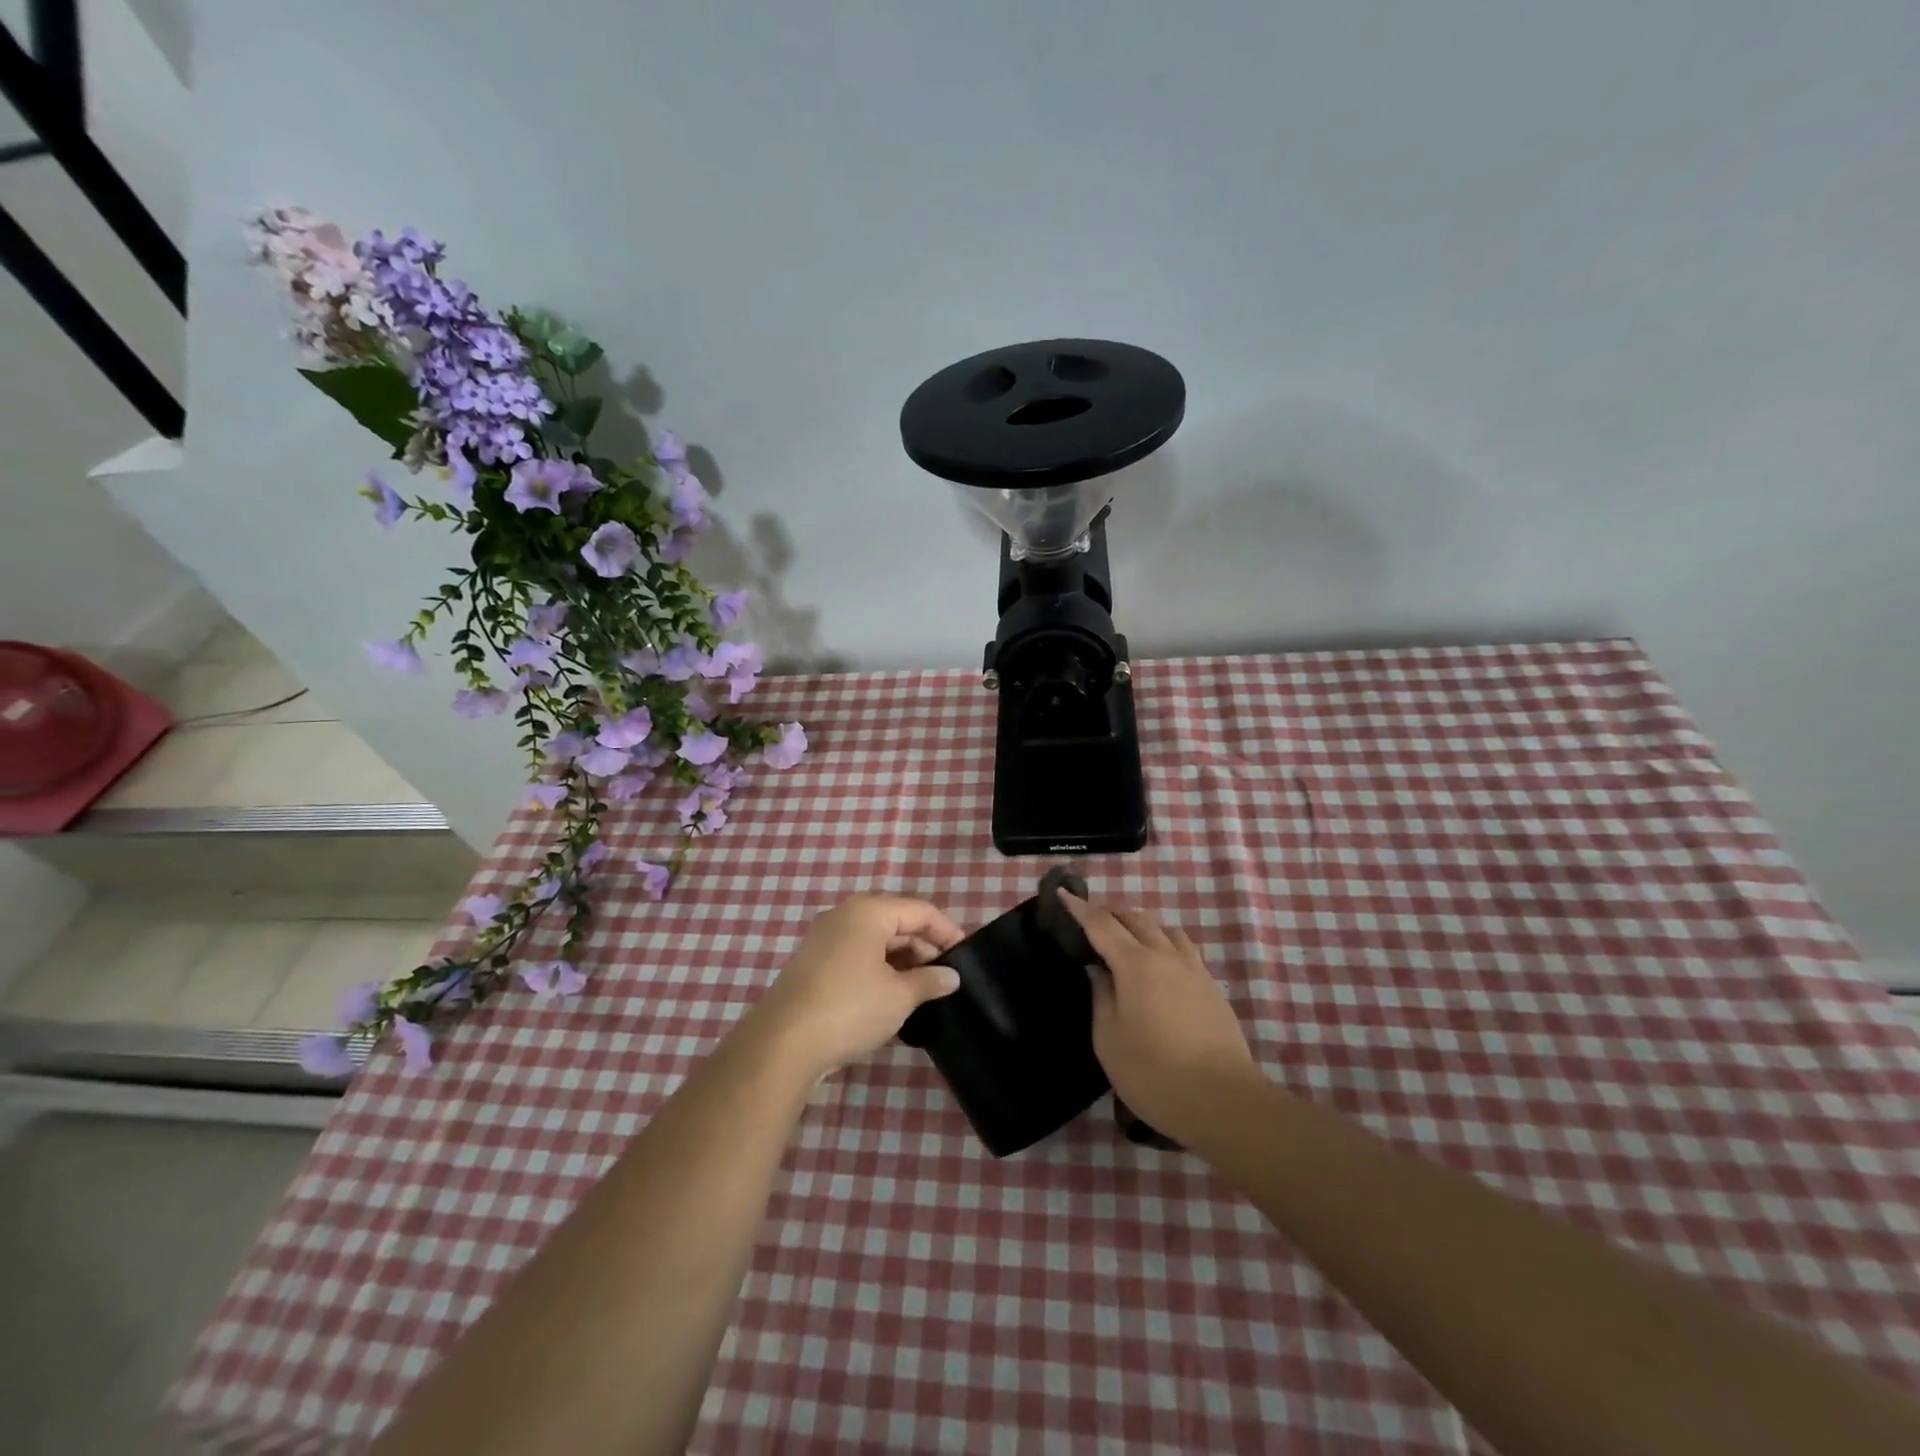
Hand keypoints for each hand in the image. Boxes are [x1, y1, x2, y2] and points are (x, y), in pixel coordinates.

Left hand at [744, 894, 965, 1081]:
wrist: (783, 1044)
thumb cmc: (850, 1009)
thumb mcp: (899, 997)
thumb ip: (929, 981)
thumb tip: (951, 976)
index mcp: (868, 911)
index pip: (919, 910)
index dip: (946, 931)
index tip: (965, 955)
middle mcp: (845, 915)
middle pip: (896, 920)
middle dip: (924, 946)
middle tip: (946, 976)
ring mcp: (825, 938)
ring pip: (876, 939)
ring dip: (903, 959)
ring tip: (924, 988)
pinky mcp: (815, 963)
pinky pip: (858, 954)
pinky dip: (880, 968)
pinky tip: (893, 994)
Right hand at [1059, 890, 1258, 1144]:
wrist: (1223, 1100)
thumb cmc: (1154, 1073)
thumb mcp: (1109, 1040)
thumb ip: (1102, 997)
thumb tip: (1100, 972)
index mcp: (1136, 964)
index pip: (1101, 924)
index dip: (1080, 909)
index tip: (1063, 894)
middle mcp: (1166, 956)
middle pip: (1136, 919)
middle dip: (1111, 913)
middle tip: (1091, 922)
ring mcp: (1193, 970)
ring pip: (1164, 929)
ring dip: (1141, 925)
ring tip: (1126, 939)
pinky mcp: (1211, 987)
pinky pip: (1183, 948)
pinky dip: (1163, 942)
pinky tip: (1159, 964)